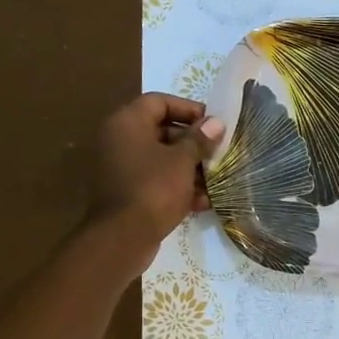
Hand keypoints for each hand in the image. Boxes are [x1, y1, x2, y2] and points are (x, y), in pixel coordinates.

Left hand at [89, 93, 224, 263]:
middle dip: (194, 142)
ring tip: (216, 179)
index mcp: (128, 123)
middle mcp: (120, 139)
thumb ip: (200, 139)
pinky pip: (156, 180)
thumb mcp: (183, 161)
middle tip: (219, 152)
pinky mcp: (128, 191)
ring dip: (190, 167)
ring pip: (162, 158)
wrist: (123, 237)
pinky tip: (202, 202)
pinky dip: (178, 186)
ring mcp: (122, 167)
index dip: (188, 109)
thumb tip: (216, 123)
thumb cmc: (154, 188)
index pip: (159, 101)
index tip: (213, 123)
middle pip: (162, 130)